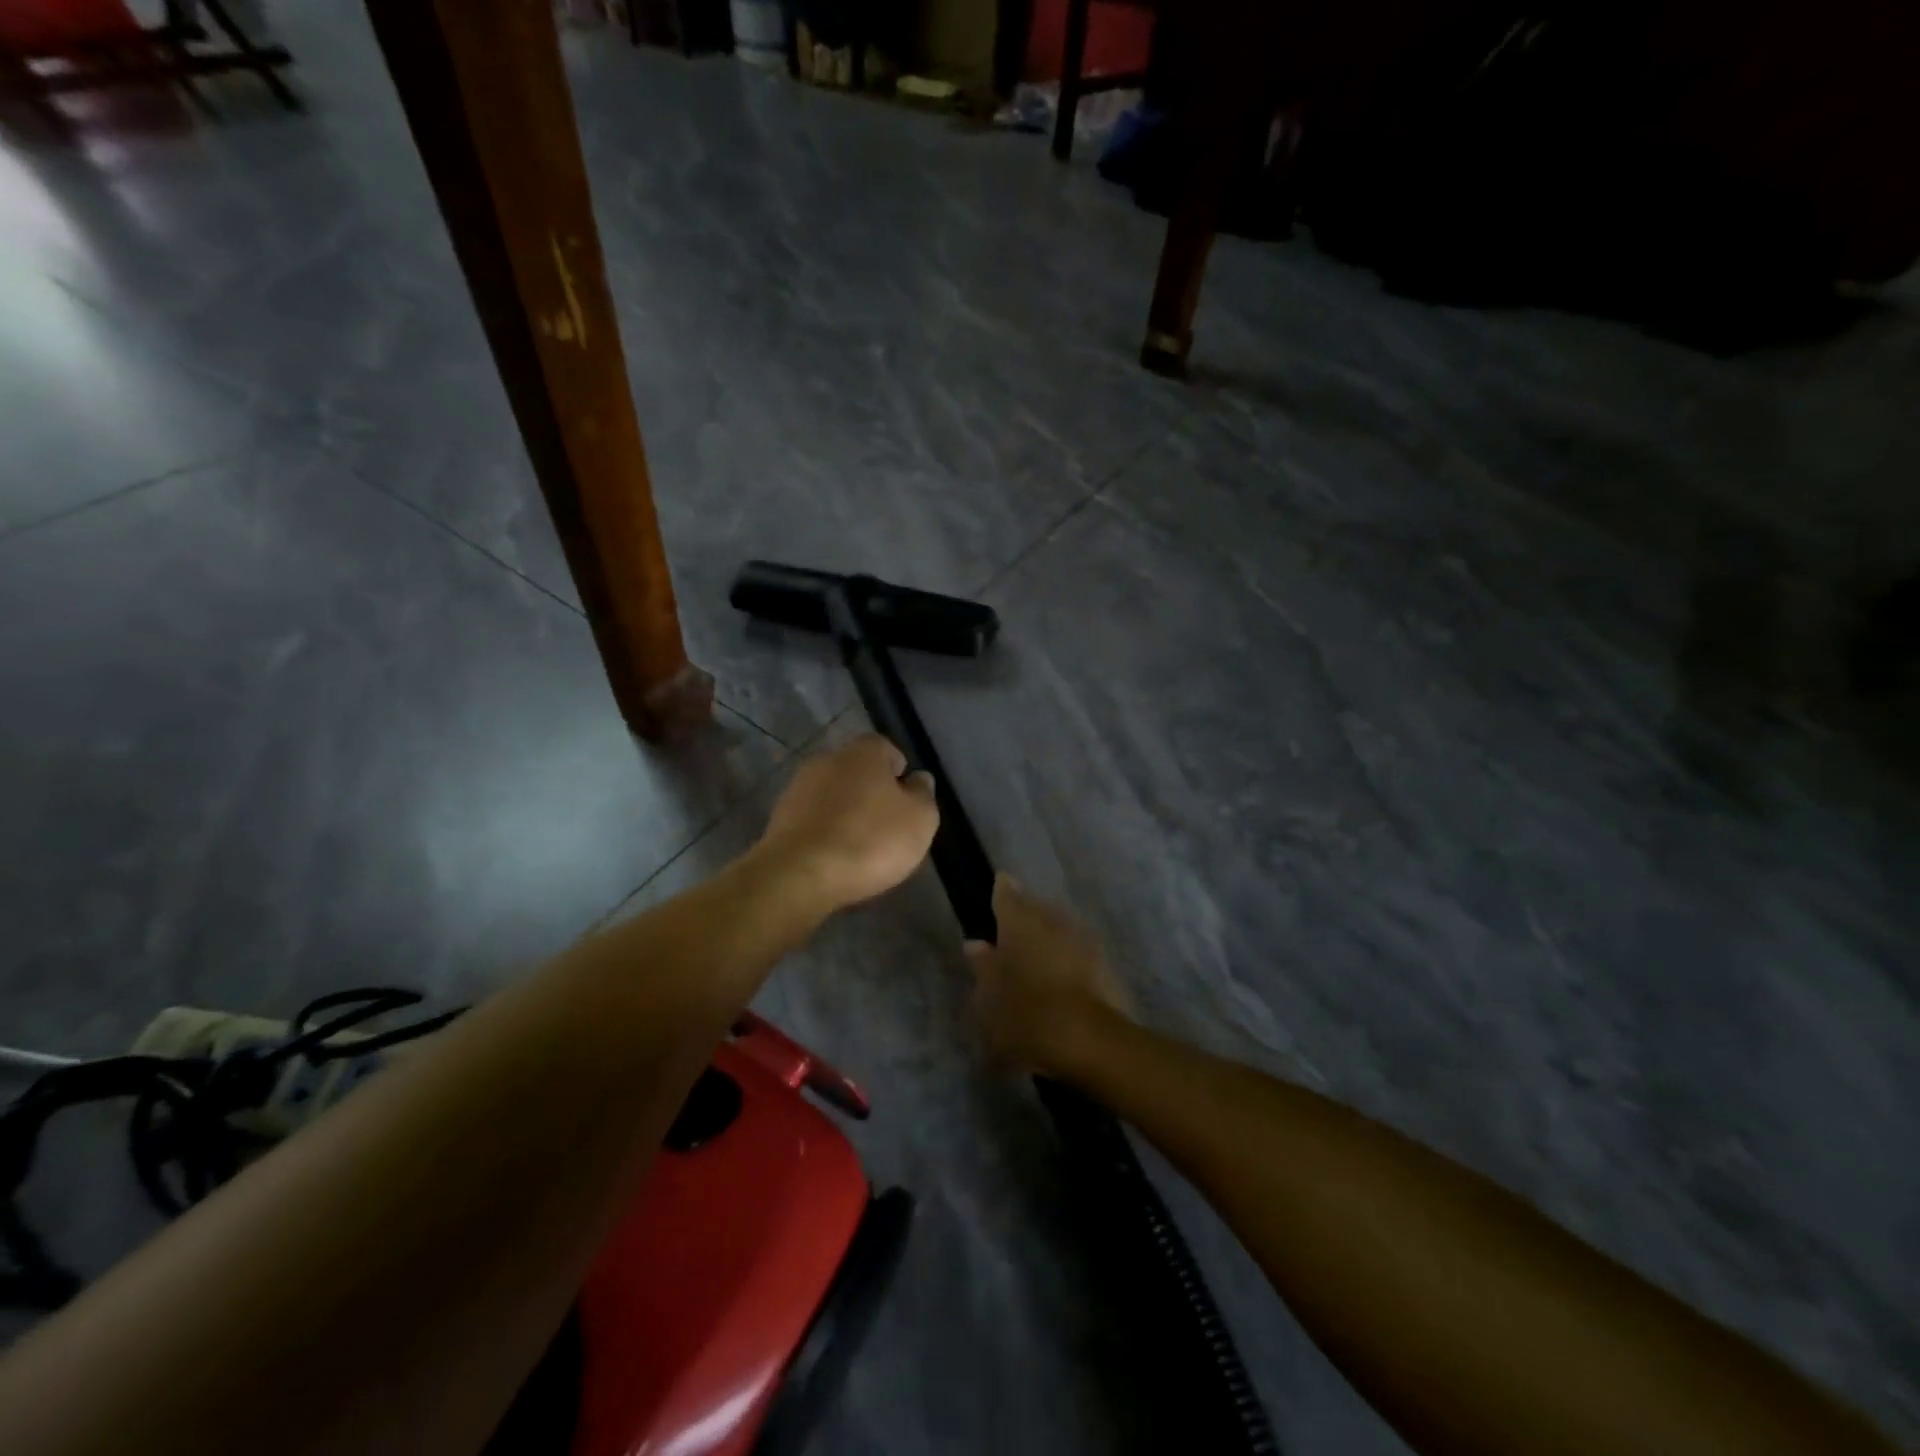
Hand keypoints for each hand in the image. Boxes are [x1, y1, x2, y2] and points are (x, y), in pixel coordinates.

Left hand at [754, 734, 938, 910]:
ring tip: (861, 848)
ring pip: (833, 795)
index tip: (906, 802)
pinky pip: (813, 820)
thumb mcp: (919, 820)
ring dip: (846, 814)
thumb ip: (923, 794)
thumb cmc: (870, 840)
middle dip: (871, 793)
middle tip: (887, 826)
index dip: (899, 773)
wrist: (799, 875)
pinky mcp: (779, 818)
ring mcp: (798, 788)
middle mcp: (827, 759)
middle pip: (857, 771)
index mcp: (863, 752)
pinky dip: (825, 832)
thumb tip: (919, 779)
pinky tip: (835, 858)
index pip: (886, 748)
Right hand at [964, 876, 1134, 1073]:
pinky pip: (1079, 950)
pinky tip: (1063, 976)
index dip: (1001, 891)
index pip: (1006, 894)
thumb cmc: (1024, 1013)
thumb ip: (983, 966)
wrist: (1088, 1039)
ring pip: (1060, 927)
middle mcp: (1051, 919)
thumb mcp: (988, 996)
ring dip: (1050, 936)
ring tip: (1039, 956)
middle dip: (1026, 915)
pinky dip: (1069, 957)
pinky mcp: (1105, 962)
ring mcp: (1082, 938)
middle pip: (1036, 907)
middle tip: (1014, 932)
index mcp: (1018, 921)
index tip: (999, 888)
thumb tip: (976, 945)